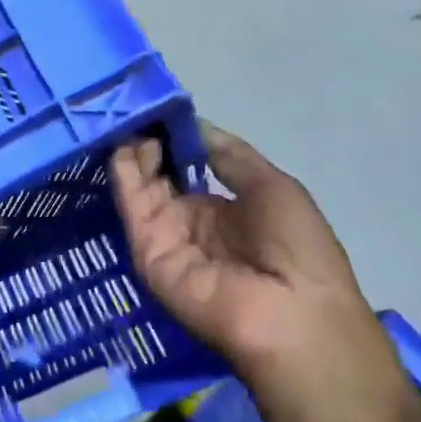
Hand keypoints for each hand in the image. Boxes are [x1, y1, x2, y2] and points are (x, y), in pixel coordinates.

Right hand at [110, 123, 420, 421]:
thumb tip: (197, 125)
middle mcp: (191, 221)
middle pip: (161, 175)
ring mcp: (166, 236)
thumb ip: (230, 156)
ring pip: (142, 186)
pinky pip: (133, 206)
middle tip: (136, 109)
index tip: (161, 109)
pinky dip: (125, 173)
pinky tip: (123, 143)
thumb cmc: (296, 247)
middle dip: (150, 142)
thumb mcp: (273, 186)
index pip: (190, 167)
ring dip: (134, 152)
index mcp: (226, 208)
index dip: (177, 139)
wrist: (289, 312)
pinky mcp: (146, 249)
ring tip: (128, 117)